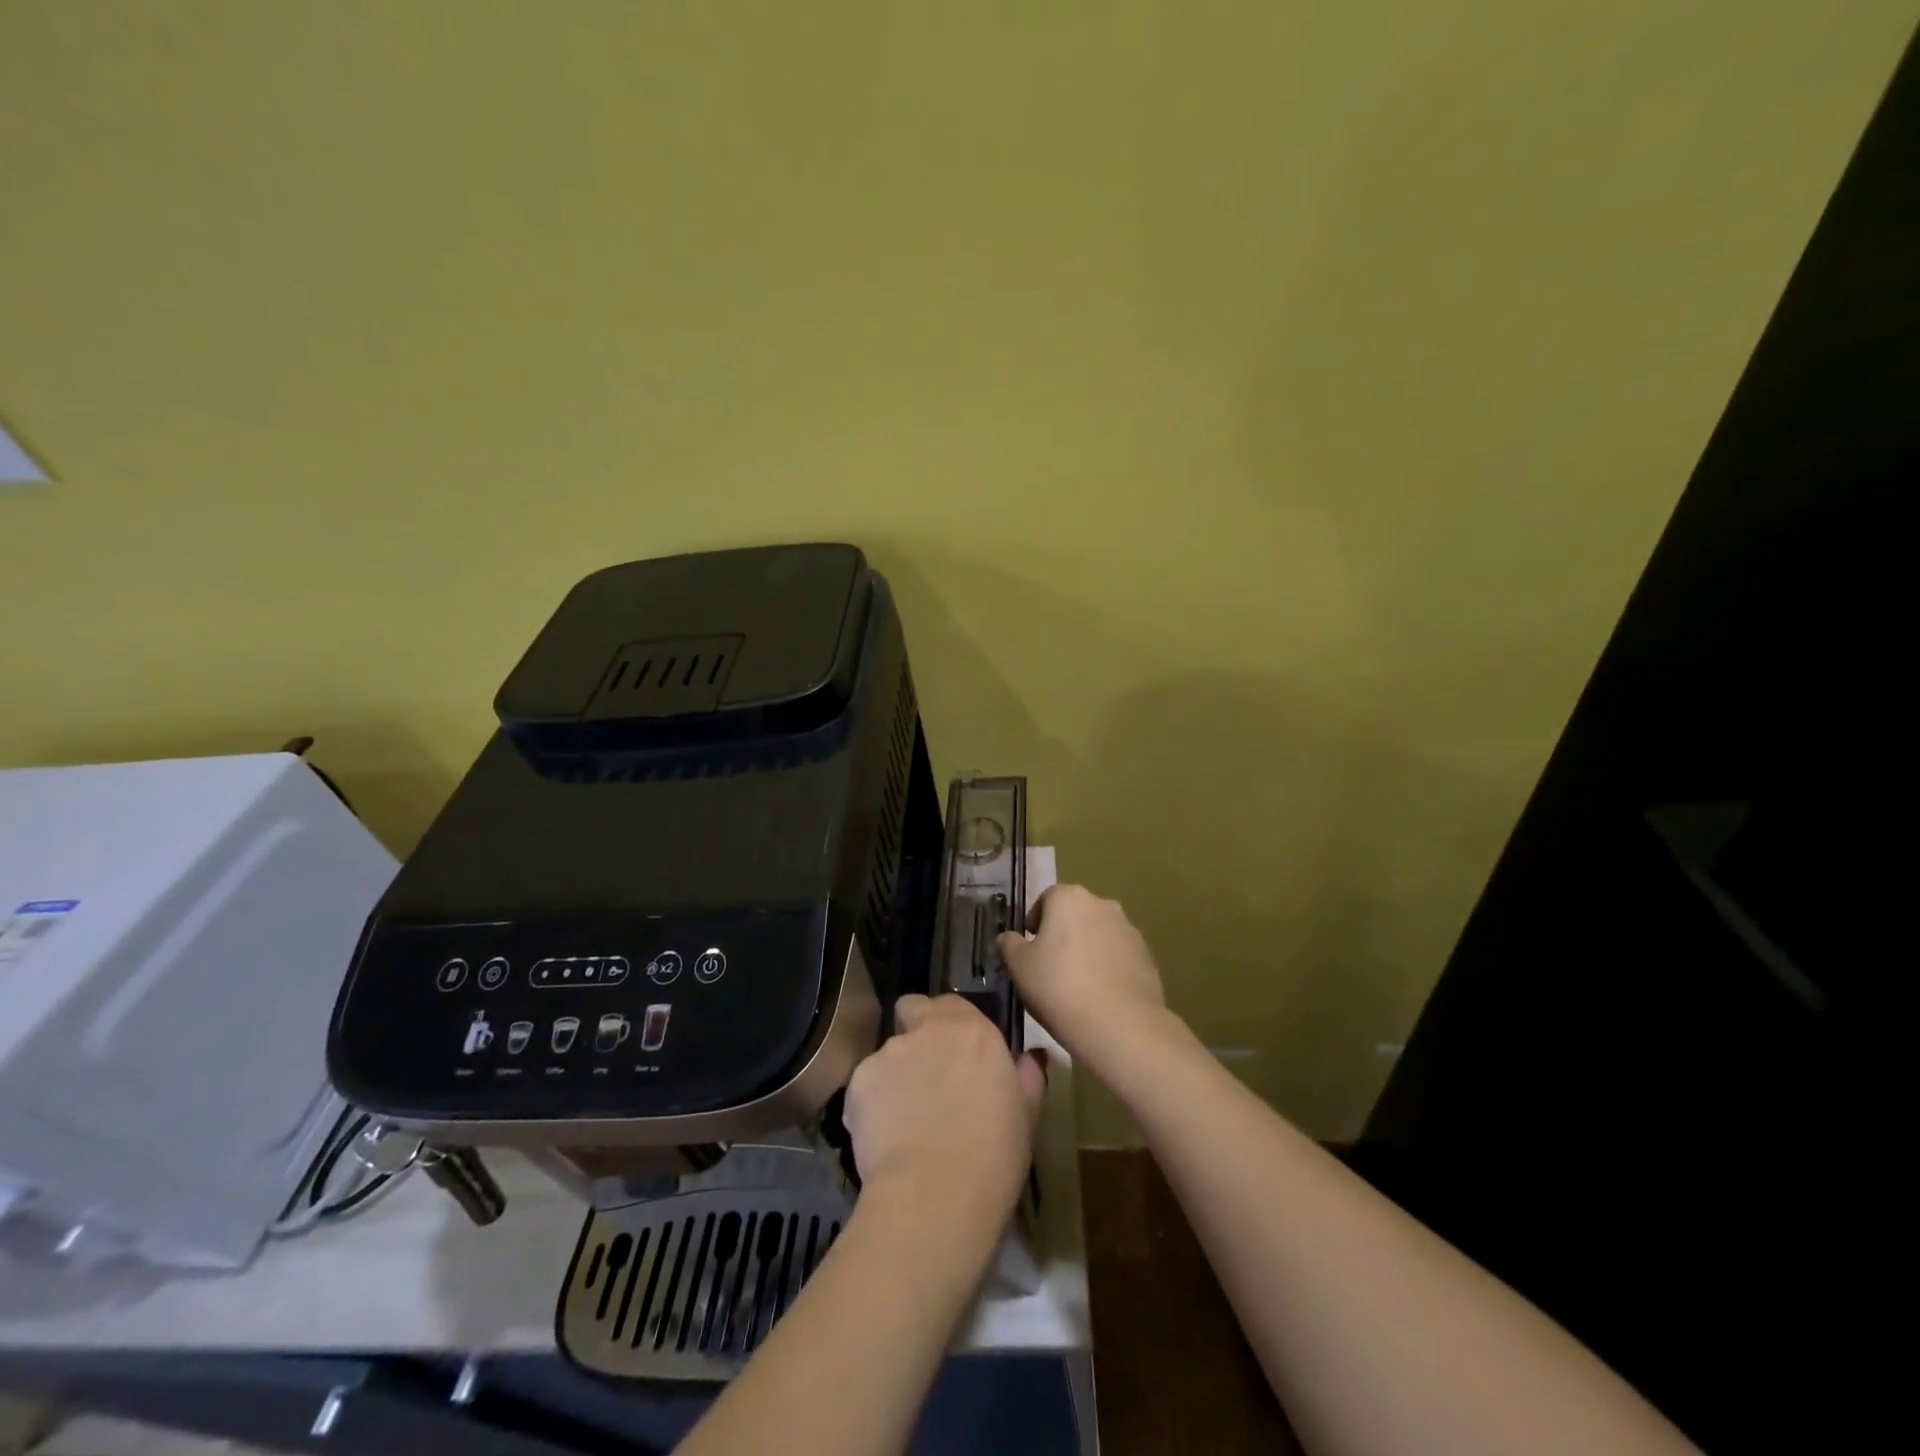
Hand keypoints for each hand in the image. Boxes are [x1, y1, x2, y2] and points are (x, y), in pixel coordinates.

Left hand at [843, 994, 1045, 1234]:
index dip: (950, 1024)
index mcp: (972, 1030)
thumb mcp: (1026, 1116)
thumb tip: (1029, 1058)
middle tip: (926, 1075)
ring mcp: (888, 1052)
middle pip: (911, 1011)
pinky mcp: (858, 1082)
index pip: (951, 1003)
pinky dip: (872, 1105)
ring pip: (888, 1054)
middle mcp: (927, 1029)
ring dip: (896, 1075)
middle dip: (914, 1031)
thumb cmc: (993, 1156)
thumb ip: (1026, 1077)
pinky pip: (865, 1087)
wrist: (934, 1195)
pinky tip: (884, 1139)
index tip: (957, 1053)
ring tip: (904, 1121)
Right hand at [998, 884, 1170, 1079]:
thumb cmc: (1059, 987)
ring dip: (1087, 950)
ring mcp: (1129, 930)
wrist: (1120, 1025)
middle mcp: (1103, 904)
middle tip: (1050, 967)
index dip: (1035, 921)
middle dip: (1063, 934)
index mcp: (1070, 898)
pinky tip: (1099, 997)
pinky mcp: (1147, 957)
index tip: (1029, 948)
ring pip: (1099, 934)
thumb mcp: (1019, 967)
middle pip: (1075, 914)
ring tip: (1076, 985)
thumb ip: (1010, 945)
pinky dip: (1108, 968)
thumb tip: (1009, 938)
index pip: (1046, 898)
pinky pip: (1118, 957)